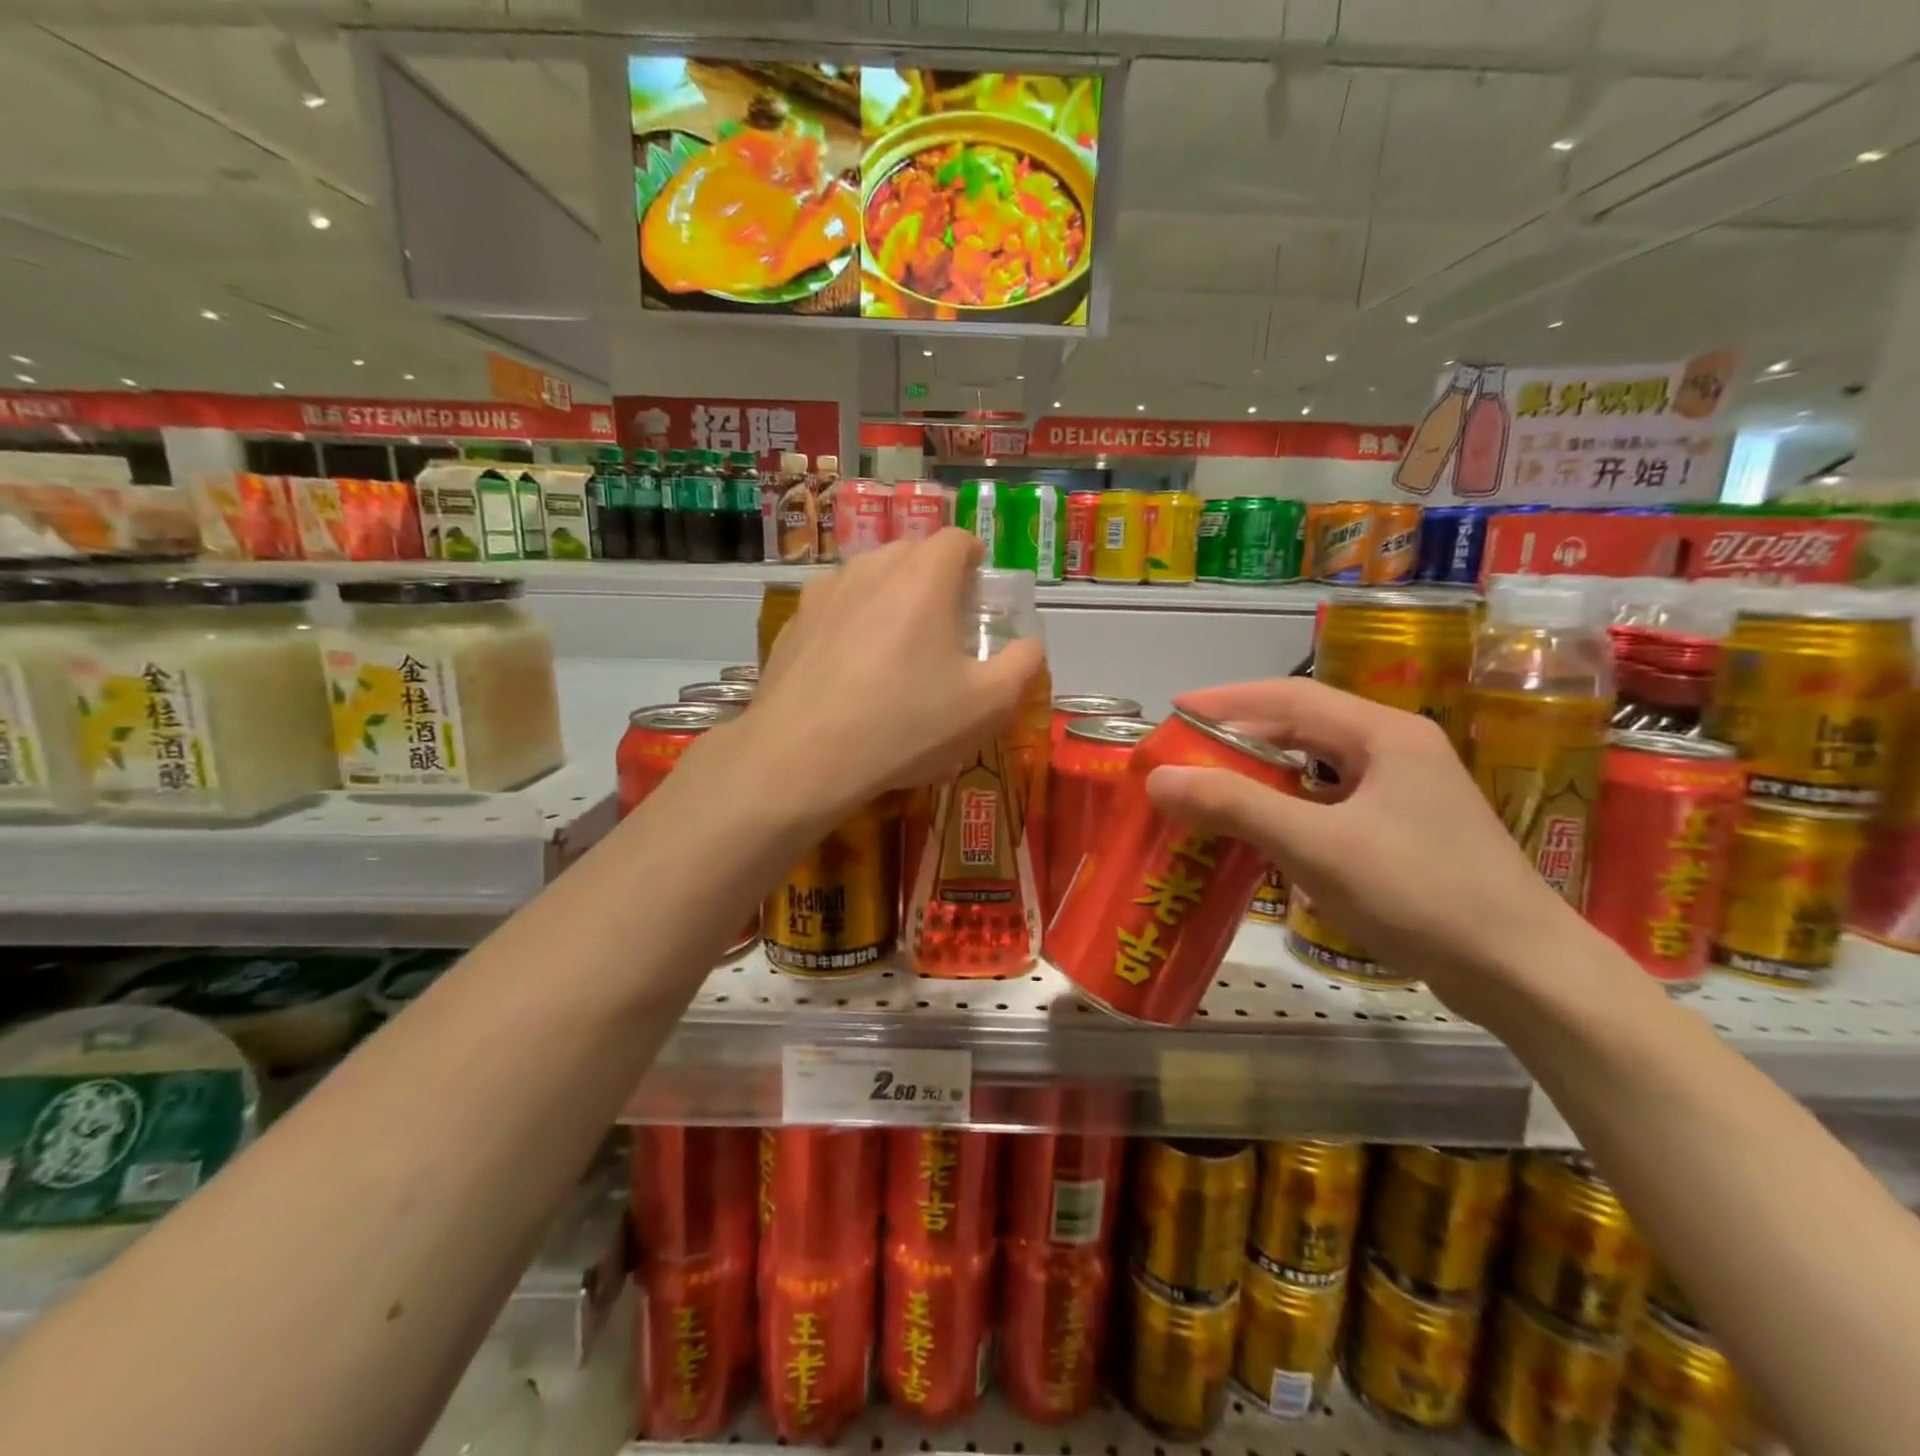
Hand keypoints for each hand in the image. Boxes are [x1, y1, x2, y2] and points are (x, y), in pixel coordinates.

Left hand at [748, 529, 1044, 812]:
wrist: (802, 756)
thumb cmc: (906, 724)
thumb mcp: (987, 705)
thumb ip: (1022, 664)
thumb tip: (1029, 645)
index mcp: (923, 576)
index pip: (956, 538)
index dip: (974, 560)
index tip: (977, 596)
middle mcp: (870, 567)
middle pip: (911, 554)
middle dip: (933, 580)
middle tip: (943, 629)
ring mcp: (824, 592)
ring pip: (868, 578)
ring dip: (889, 599)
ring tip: (894, 650)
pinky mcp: (792, 622)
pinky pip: (834, 608)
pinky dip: (851, 624)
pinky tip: (850, 672)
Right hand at [1144, 677, 1589, 1024]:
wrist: (1523, 973)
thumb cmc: (1420, 894)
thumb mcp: (1316, 845)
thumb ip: (1235, 806)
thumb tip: (1159, 778)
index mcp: (1384, 734)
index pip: (1290, 696)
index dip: (1226, 700)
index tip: (1173, 711)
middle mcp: (1397, 750)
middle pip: (1303, 726)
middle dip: (1239, 736)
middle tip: (1184, 754)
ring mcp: (1406, 792)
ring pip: (1316, 766)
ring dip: (1261, 772)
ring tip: (1211, 786)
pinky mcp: (1406, 831)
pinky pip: (1329, 802)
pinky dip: (1286, 806)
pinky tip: (1261, 830)